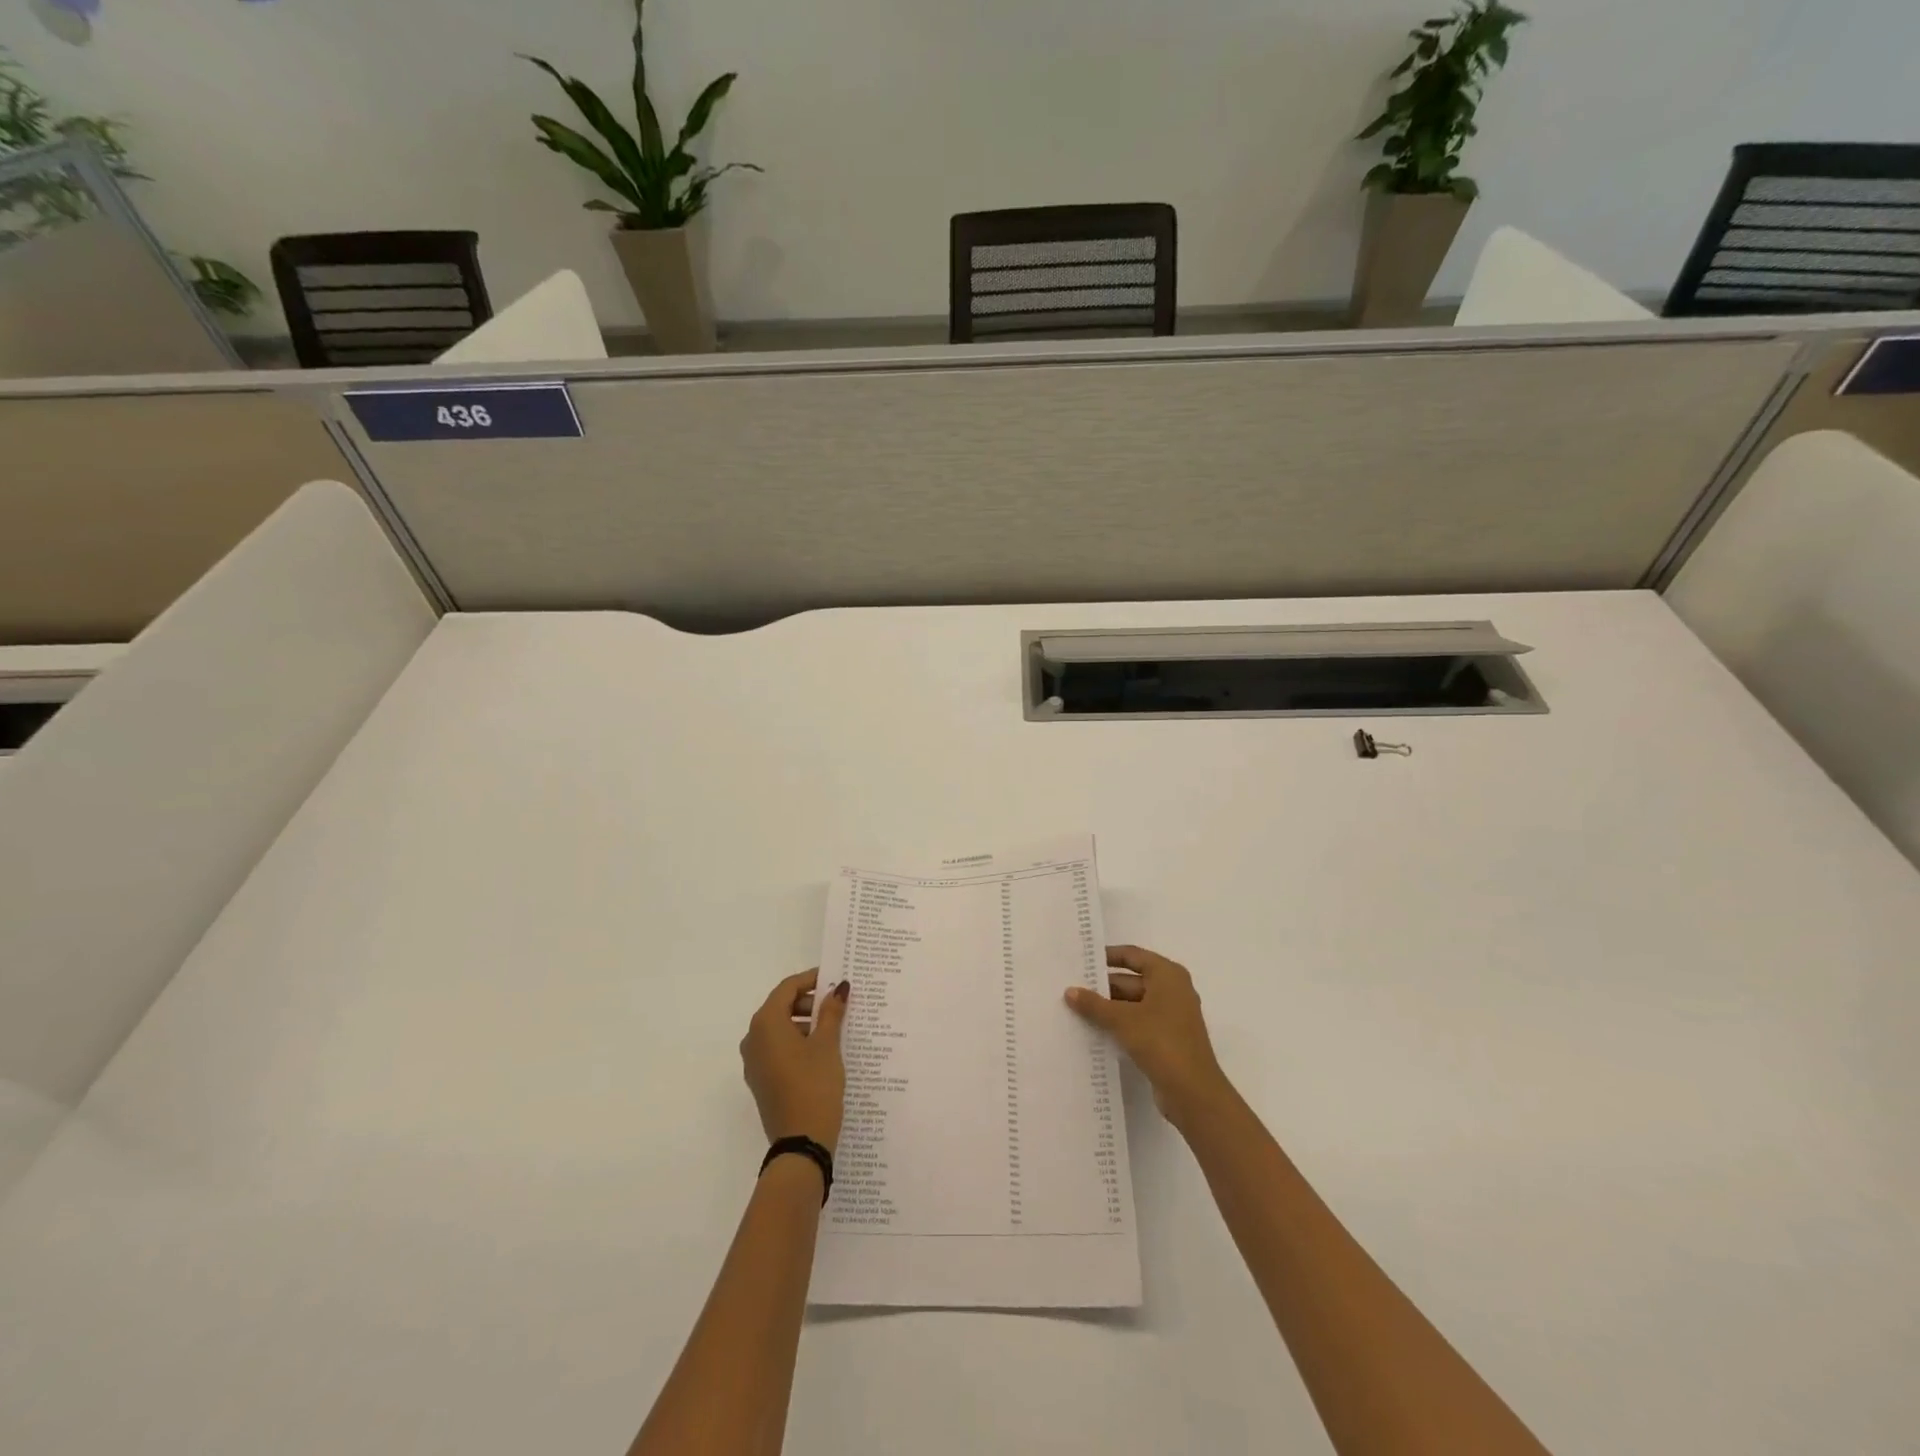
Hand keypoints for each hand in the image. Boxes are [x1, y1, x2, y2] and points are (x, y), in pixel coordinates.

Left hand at [741, 970, 849, 1153]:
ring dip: (805, 1023)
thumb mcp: (827, 1044)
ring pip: (780, 1029)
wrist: (801, 1143)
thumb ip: (831, 1012)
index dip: (812, 980)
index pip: (787, 988)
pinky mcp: (761, 1080)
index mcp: (766, 1023)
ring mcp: (754, 1062)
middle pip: (781, 1007)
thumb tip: (839, 988)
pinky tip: (823, 1051)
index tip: (835, 978)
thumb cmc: (814, 1084)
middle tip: (839, 1004)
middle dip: (810, 1002)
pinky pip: (778, 1049)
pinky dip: (798, 1043)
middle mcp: (753, 1038)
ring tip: (836, 1028)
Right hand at [1065, 945, 1230, 1126]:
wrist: (1193, 1092)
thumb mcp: (1122, 1020)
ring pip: (1133, 1004)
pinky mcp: (1167, 1039)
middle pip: (1131, 980)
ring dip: (1109, 1008)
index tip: (1082, 960)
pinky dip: (1119, 1025)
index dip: (1107, 956)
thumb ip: (1094, 1004)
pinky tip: (1094, 1031)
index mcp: (1167, 975)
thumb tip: (1069, 991)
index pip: (1132, 955)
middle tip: (1071, 989)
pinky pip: (1138, 1023)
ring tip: (1075, 1009)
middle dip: (1103, 986)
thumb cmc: (1161, 1042)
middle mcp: (1172, 990)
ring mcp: (1171, 1016)